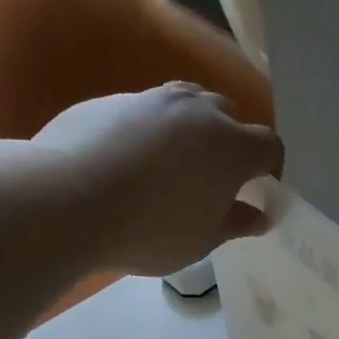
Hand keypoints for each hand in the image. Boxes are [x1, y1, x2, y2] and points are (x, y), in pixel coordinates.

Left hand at [31, 82, 283, 275]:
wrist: (68, 198)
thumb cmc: (151, 229)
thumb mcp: (202, 239)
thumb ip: (235, 223)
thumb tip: (260, 215)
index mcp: (231, 146)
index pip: (269, 146)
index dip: (270, 169)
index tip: (259, 191)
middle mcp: (198, 111)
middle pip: (230, 115)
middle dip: (232, 142)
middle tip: (217, 178)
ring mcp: (153, 99)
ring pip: (188, 104)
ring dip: (193, 129)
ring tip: (177, 164)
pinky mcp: (113, 99)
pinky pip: (147, 111)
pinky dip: (152, 131)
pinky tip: (132, 163)